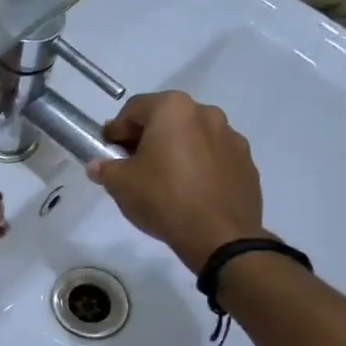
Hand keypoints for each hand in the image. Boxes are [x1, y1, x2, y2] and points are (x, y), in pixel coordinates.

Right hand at [86, 90, 266, 269]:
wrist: (219, 235)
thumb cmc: (163, 198)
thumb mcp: (120, 184)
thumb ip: (105, 168)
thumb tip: (98, 165)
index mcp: (173, 109)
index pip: (134, 109)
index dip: (116, 129)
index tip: (108, 150)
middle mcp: (206, 113)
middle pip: (166, 119)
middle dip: (146, 138)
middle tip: (132, 164)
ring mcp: (231, 137)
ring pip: (192, 136)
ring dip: (174, 150)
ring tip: (163, 179)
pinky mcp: (246, 162)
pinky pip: (213, 156)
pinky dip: (198, 165)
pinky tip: (189, 190)